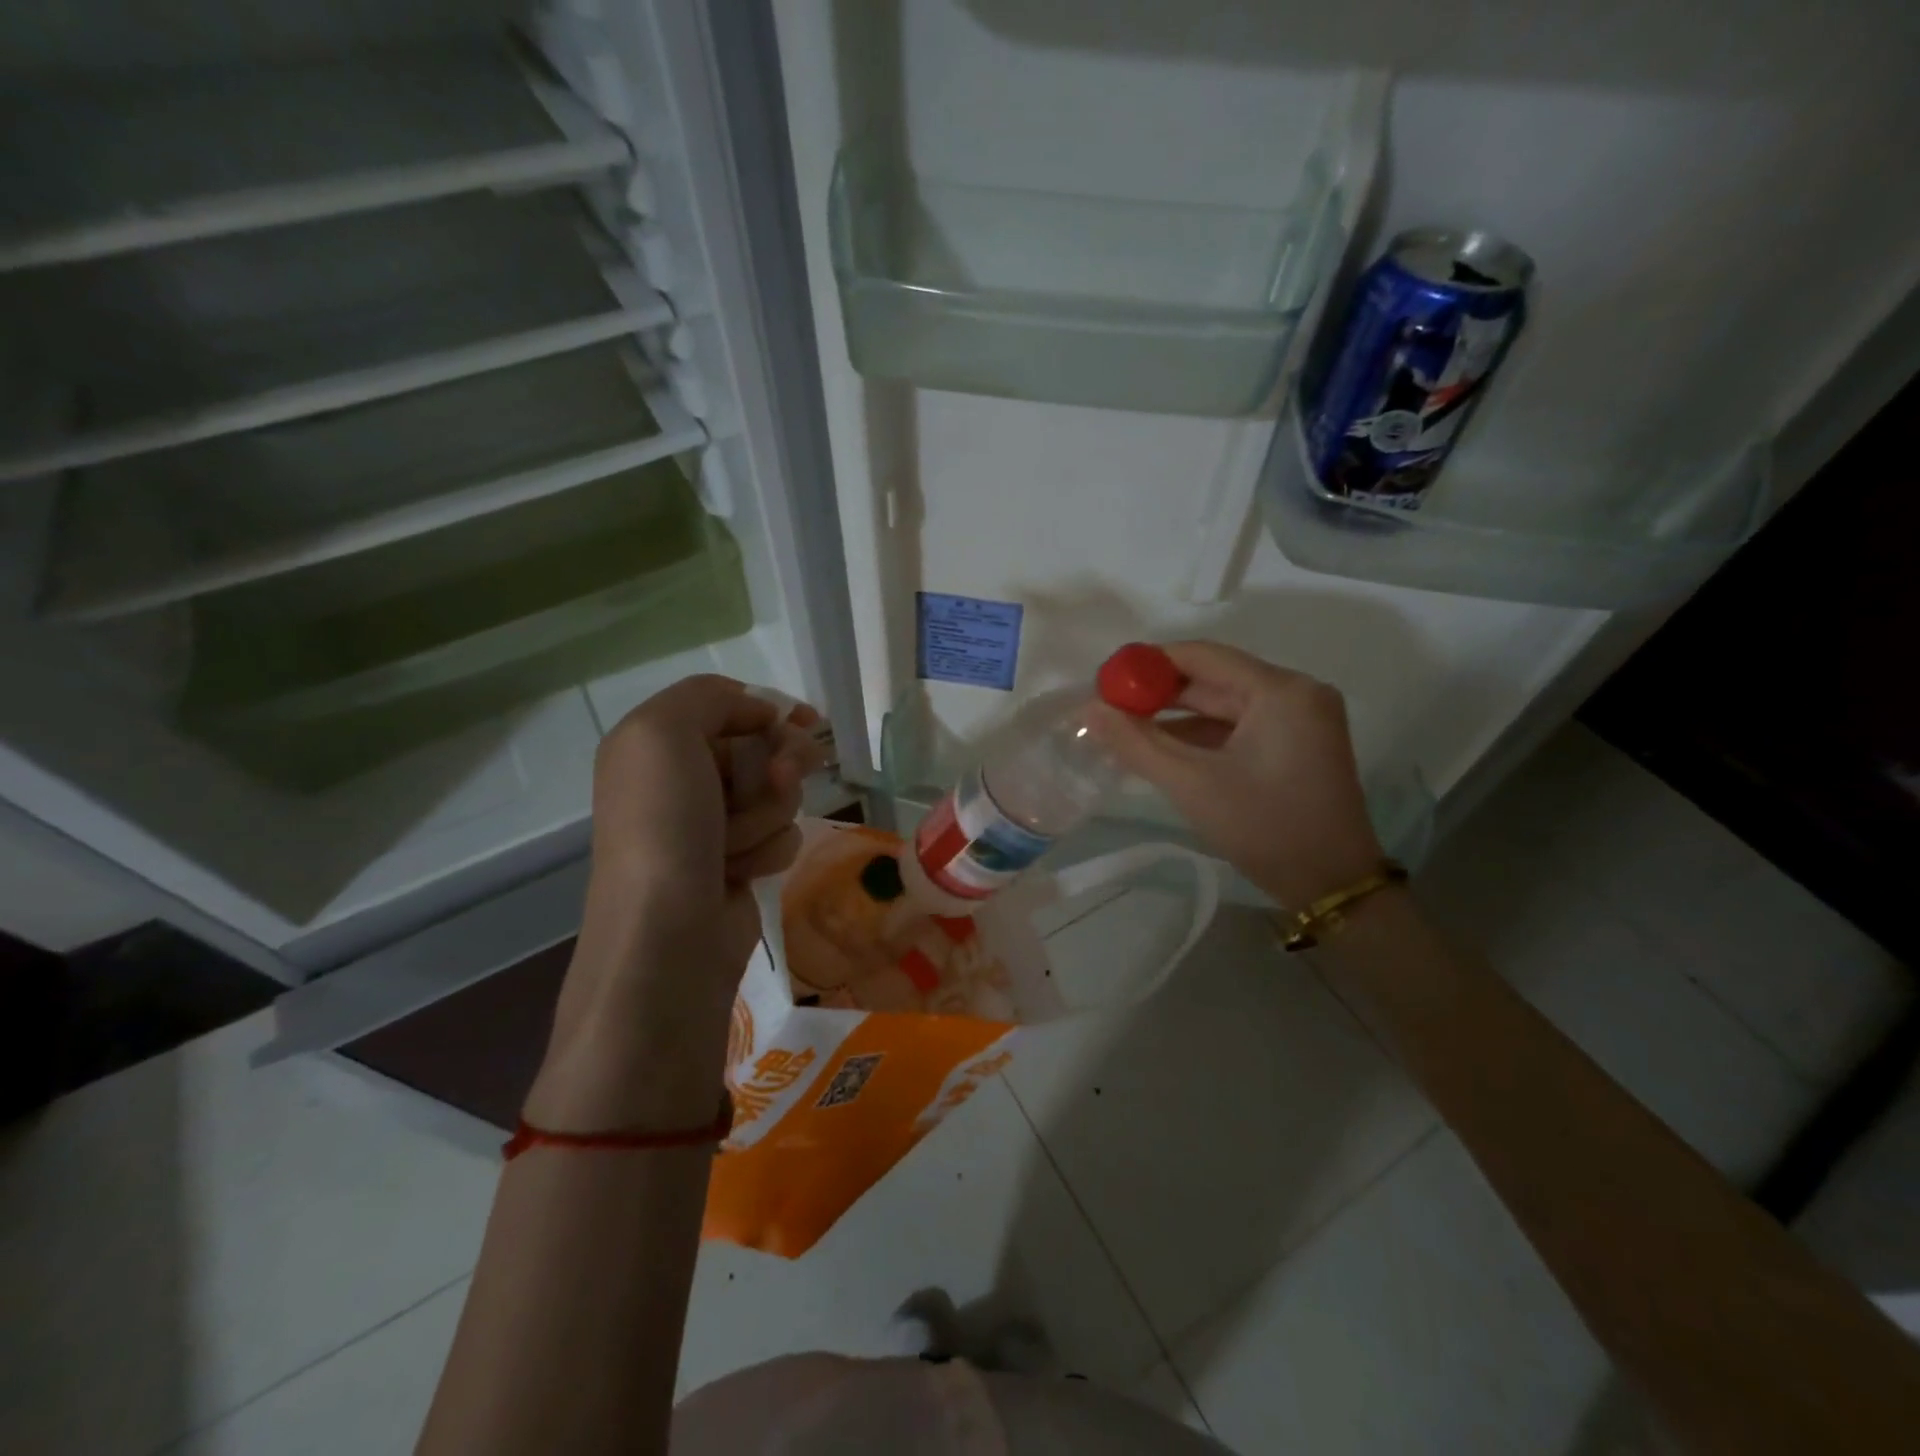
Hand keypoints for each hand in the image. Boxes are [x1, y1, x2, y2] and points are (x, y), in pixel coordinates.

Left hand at [530, 675, 827, 1130]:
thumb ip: (706, 696)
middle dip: (778, 764)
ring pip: (778, 793)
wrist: (668, 932)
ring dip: (768, 814)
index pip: (729, 706)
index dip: (770, 711)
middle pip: (762, 748)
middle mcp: (682, 780)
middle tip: (782, 778)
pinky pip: (780, 835)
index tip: (807, 722)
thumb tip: (758, 711)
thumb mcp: (663, 732)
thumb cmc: (663, 825)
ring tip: (737, 845)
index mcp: (655, 744)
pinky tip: (742, 872)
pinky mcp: (739, 863)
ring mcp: (713, 824)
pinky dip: (768, 849)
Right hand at [1090, 641, 1384, 907]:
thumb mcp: (1191, 784)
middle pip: (1214, 679)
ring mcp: (1300, 719)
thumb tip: (1088, 710)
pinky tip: (1162, 750)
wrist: (1332, 886)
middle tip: (1109, 709)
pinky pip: (1239, 727)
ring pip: (1224, 705)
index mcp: (1280, 691)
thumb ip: (1136, 743)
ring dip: (1177, 719)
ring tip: (1125, 731)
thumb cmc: (1264, 828)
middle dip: (1160, 695)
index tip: (1107, 682)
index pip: (1202, 656)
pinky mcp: (1297, 744)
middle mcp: (1296, 693)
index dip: (1149, 664)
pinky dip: (1201, 737)